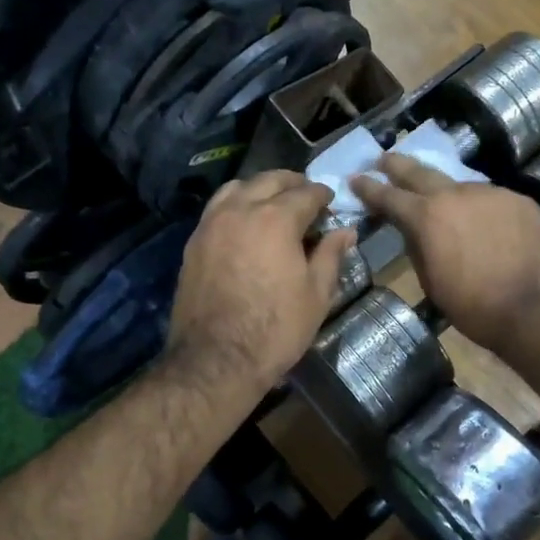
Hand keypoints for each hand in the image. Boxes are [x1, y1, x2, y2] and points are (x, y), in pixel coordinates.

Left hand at [166, 172, 357, 389]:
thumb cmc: (276, 328)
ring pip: (237, 188)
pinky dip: (236, 206)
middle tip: (307, 197)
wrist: (216, 360)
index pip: (306, 193)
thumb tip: (345, 231)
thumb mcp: (316, 294)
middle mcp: (240, 210)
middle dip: (292, 183)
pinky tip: (246, 225)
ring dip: (260, 189)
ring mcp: (211, 224)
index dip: (323, 195)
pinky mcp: (193, 243)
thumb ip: (331, 255)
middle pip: (269, 180)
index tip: (332, 203)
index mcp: (276, 218)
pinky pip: (217, 209)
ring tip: (273, 205)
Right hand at [351, 156, 539, 348]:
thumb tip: (416, 232)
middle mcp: (456, 194)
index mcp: (427, 217)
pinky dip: (479, 208)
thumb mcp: (432, 283)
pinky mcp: (520, 200)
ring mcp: (491, 193)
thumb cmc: (475, 307)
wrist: (537, 308)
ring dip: (446, 192)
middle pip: (420, 171)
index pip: (389, 196)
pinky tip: (484, 223)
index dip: (368, 188)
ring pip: (460, 186)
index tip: (356, 179)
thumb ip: (418, 248)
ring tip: (442, 202)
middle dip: (398, 166)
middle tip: (383, 160)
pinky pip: (490, 198)